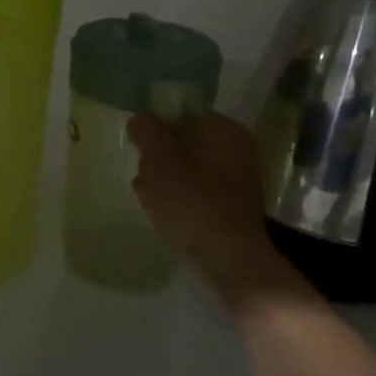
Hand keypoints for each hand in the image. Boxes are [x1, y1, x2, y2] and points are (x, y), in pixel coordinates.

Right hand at [129, 111, 297, 311]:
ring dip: (164, 181)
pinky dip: (178, 201)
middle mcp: (236, 151)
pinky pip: (196, 194)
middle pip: (184, 142)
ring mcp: (235, 182)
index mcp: (224, 131)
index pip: (184, 112)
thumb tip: (142, 118)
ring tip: (147, 199)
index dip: (157, 126)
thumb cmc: (193, 204)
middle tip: (143, 177)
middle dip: (158, 158)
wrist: (229, 262)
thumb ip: (148, 132)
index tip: (139, 148)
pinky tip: (161, 215)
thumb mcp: (160, 161)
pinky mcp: (230, 210)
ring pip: (187, 170)